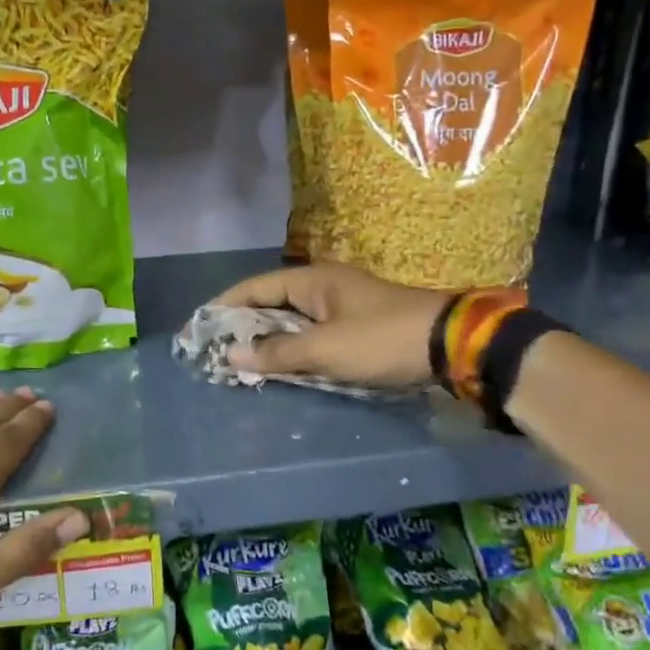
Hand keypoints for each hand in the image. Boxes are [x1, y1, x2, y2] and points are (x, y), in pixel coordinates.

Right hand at [208, 263, 462, 387]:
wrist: (452, 345)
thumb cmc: (382, 340)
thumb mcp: (325, 349)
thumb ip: (277, 352)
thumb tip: (231, 356)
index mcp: (313, 281)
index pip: (255, 287)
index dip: (224, 306)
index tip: (197, 328)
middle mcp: (324, 288)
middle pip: (271, 304)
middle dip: (242, 327)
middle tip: (215, 352)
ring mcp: (341, 307)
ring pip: (292, 322)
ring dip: (268, 342)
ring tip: (239, 364)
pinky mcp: (356, 328)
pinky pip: (311, 336)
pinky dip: (292, 350)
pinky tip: (281, 369)